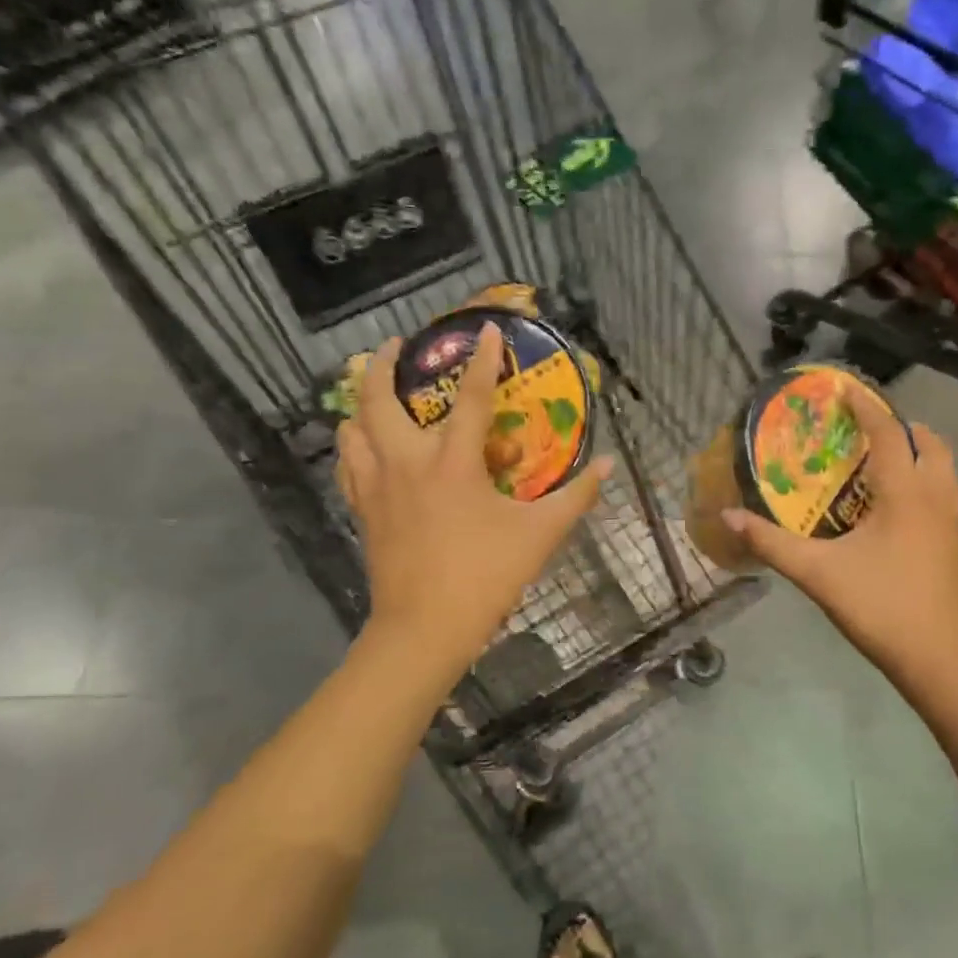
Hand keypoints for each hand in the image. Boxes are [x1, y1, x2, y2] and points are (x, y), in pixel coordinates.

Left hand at [336, 324, 612, 670]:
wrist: (424, 628)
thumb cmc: (484, 577)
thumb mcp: (540, 536)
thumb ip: (576, 497)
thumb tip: (609, 465)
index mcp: (452, 463)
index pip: (469, 397)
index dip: (481, 359)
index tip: (485, 329)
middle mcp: (407, 463)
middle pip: (378, 398)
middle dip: (381, 364)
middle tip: (395, 347)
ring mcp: (377, 487)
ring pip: (352, 428)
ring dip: (360, 402)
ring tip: (374, 392)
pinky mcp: (363, 510)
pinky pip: (348, 465)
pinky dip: (353, 445)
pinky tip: (364, 446)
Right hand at [723, 391, 957, 680]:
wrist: (937, 658)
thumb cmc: (879, 606)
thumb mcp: (817, 573)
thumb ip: (771, 542)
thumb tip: (728, 516)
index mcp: (905, 492)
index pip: (888, 432)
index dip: (866, 406)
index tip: (843, 388)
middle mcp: (936, 495)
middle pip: (927, 441)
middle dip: (896, 426)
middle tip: (860, 430)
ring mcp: (952, 518)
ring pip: (942, 464)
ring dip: (915, 450)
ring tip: (878, 458)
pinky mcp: (955, 540)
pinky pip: (944, 488)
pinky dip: (923, 475)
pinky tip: (894, 502)